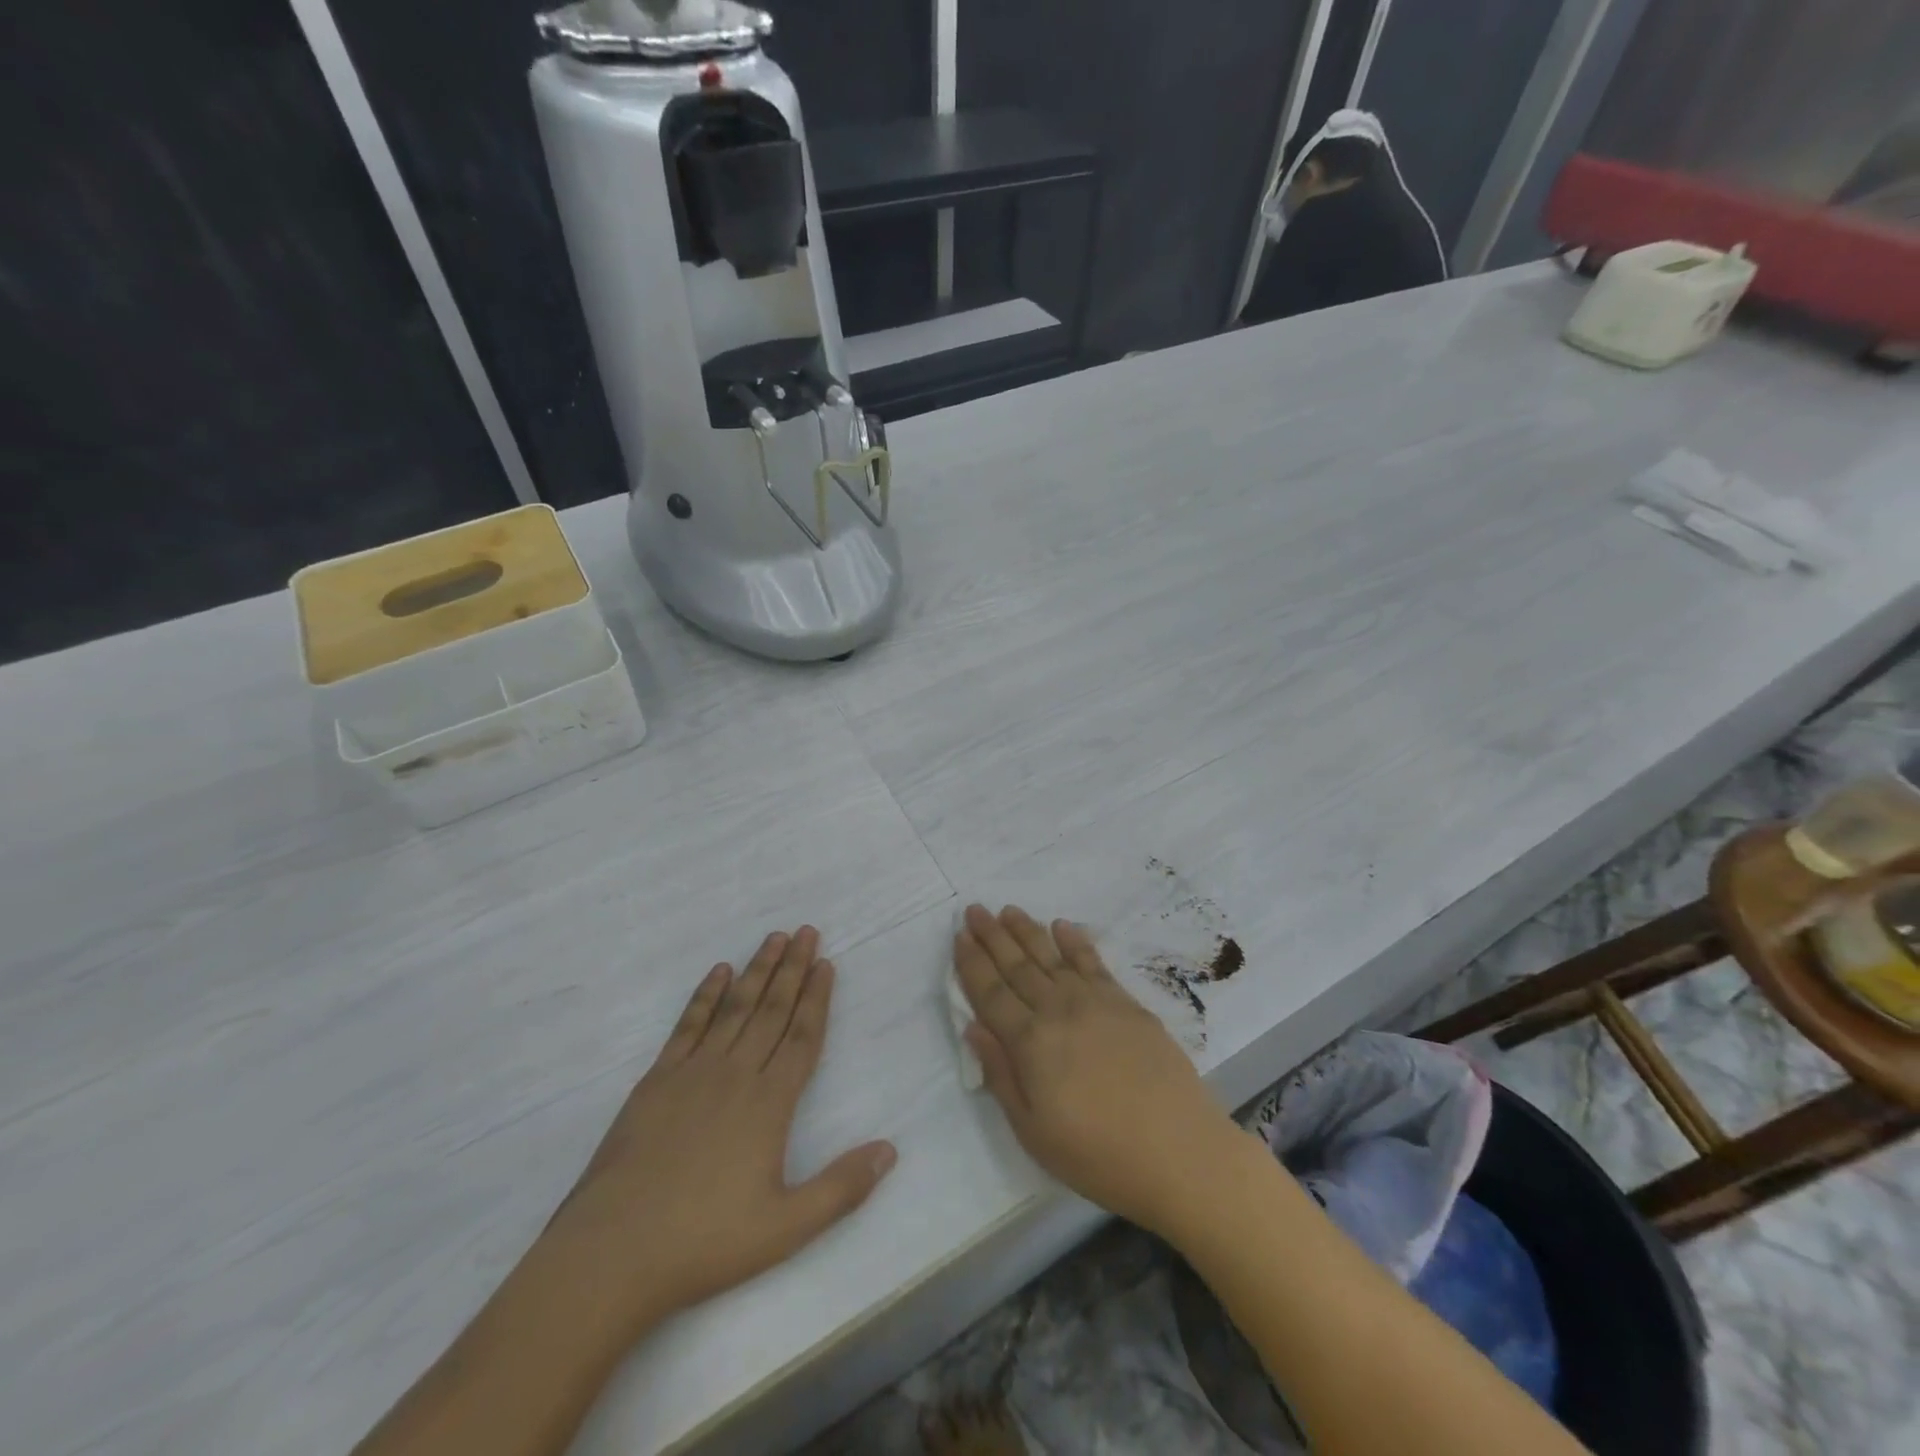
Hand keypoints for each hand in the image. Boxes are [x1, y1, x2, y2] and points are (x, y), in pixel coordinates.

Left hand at [545, 928, 895, 1342]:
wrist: (612, 1254)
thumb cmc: (704, 1242)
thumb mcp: (786, 1228)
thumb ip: (841, 1187)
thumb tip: (890, 1150)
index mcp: (769, 1103)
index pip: (802, 1036)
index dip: (817, 998)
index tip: (826, 963)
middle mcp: (735, 1074)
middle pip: (771, 1010)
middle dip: (792, 968)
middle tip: (807, 931)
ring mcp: (693, 1073)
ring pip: (735, 1008)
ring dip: (756, 971)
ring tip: (774, 938)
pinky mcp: (656, 1081)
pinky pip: (688, 1025)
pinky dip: (705, 996)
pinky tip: (717, 973)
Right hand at [953, 905, 1246, 1235]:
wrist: (1180, 1152)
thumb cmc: (1098, 1155)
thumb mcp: (1033, 1131)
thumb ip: (1000, 1075)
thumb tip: (973, 1027)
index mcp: (1030, 1043)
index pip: (991, 993)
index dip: (972, 964)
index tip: (958, 937)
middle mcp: (1058, 1010)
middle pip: (1017, 966)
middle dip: (992, 936)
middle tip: (974, 910)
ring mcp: (1095, 1002)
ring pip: (1051, 956)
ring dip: (1026, 931)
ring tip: (1008, 911)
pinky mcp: (1127, 1003)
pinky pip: (1093, 962)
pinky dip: (1075, 941)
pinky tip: (1062, 926)